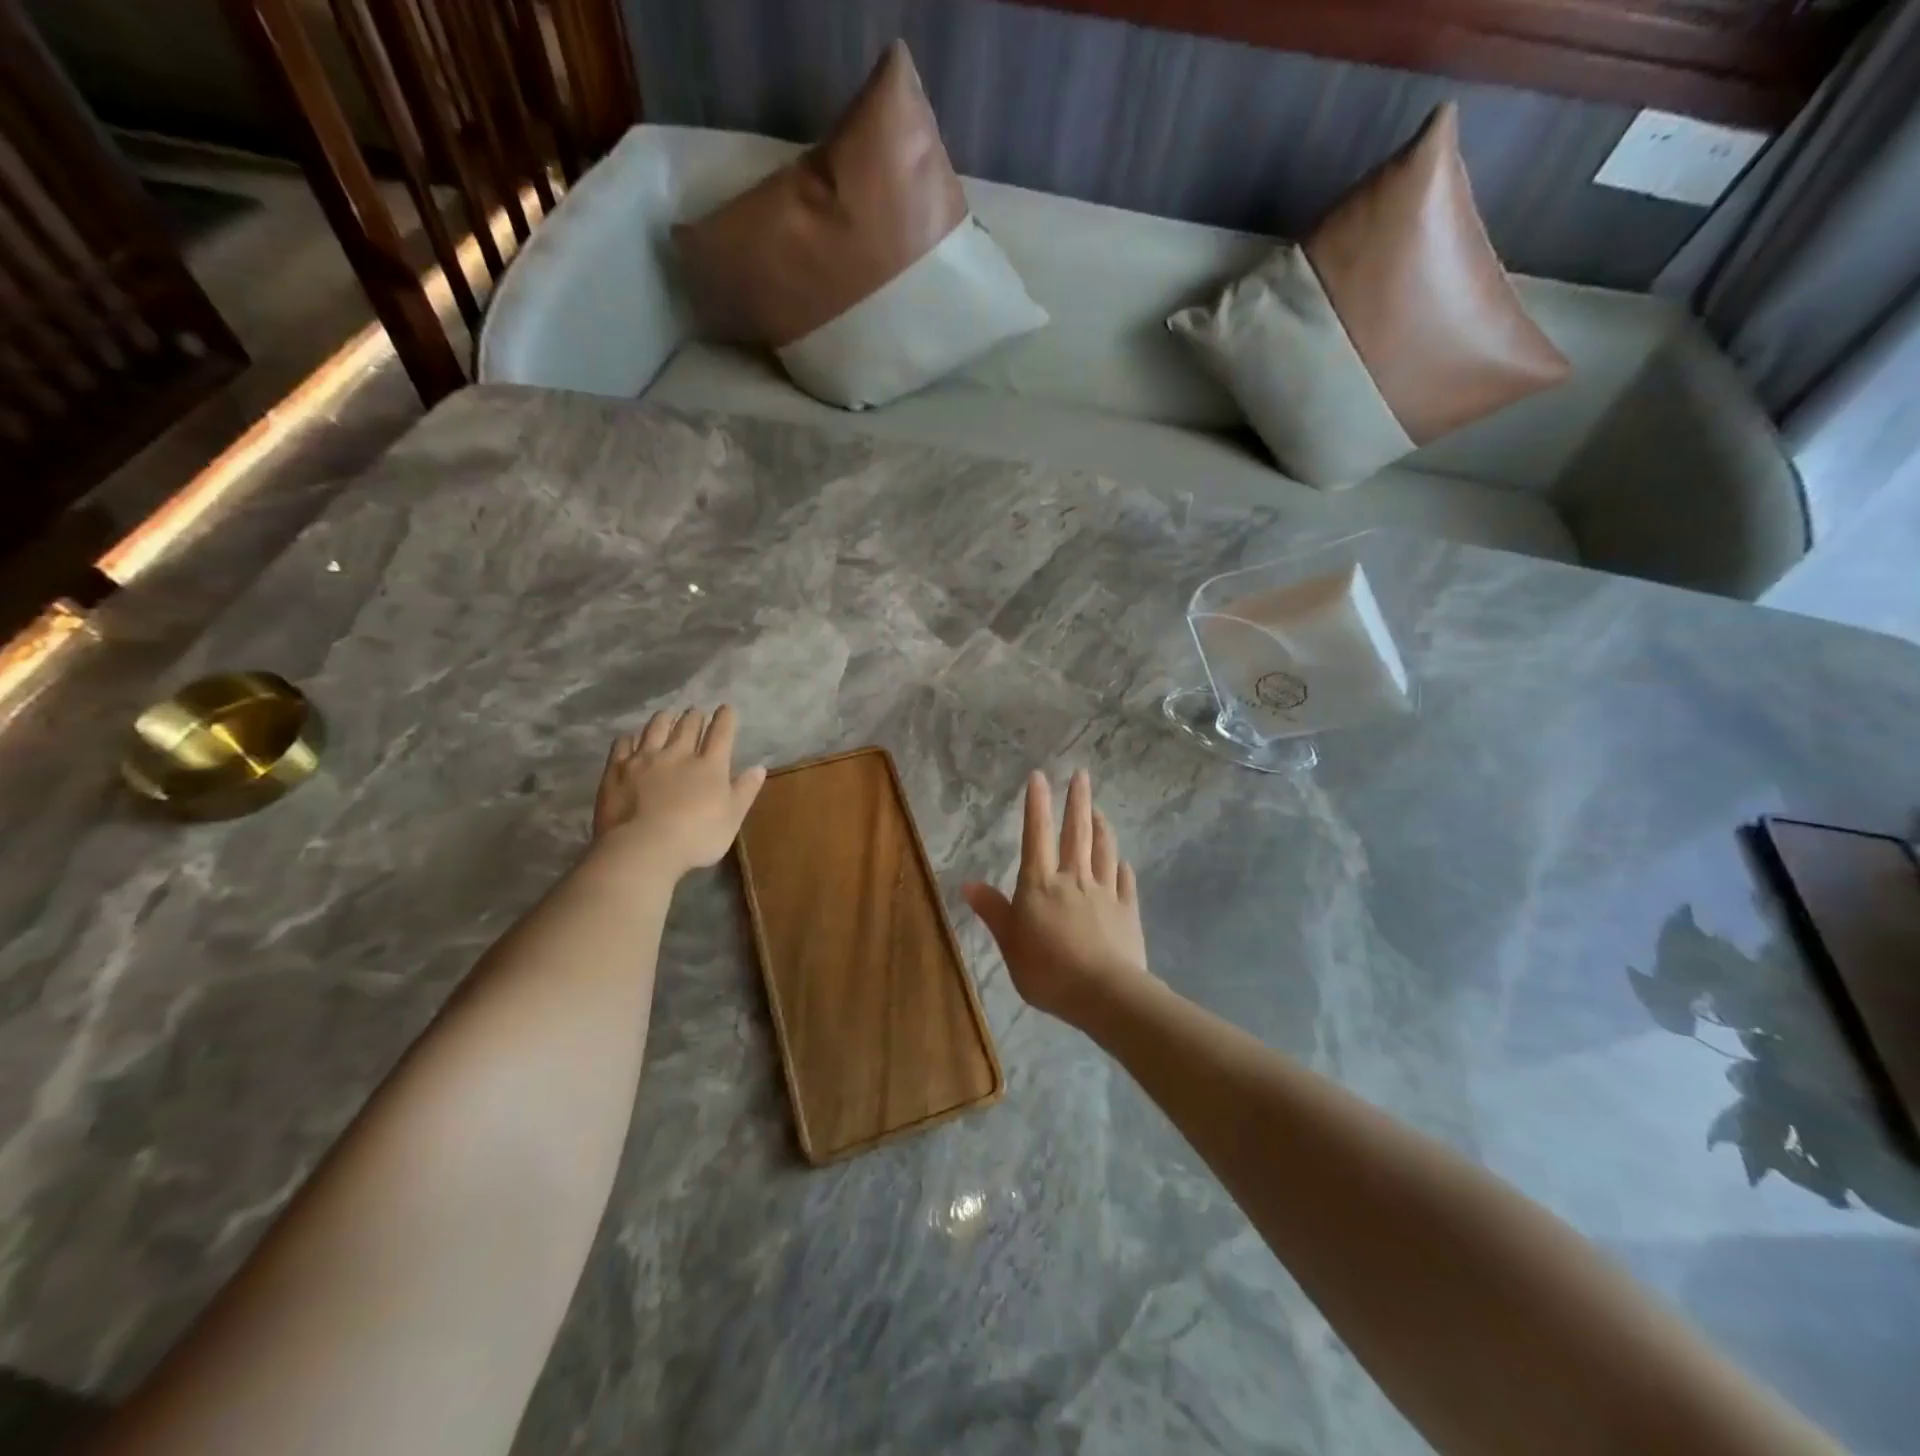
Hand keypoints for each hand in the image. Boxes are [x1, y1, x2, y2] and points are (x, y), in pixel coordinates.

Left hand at [591, 705, 765, 877]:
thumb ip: (745, 791)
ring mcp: (644, 759)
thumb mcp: (732, 818)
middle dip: (695, 716)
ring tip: (667, 714)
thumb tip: (759, 767)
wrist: (643, 847)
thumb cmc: (696, 837)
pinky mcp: (617, 769)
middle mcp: (678, 753)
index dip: (725, 718)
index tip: (726, 708)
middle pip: (688, 725)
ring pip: (656, 728)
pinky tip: (630, 738)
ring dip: (664, 718)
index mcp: (710, 765)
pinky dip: (629, 738)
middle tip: (696, 712)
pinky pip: (622, 744)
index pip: (721, 733)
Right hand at [963, 769, 1150, 1025]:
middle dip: (1077, 801)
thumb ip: (993, 911)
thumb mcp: (1009, 943)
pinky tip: (1122, 861)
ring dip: (1101, 827)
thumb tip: (967, 883)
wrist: (1103, 993)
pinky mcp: (1127, 911)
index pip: (1036, 835)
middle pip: (1075, 833)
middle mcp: (1073, 879)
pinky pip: (1124, 881)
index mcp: (1040, 884)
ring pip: (1102, 850)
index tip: (1040, 776)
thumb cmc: (1047, 969)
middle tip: (1082, 775)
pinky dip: (1121, 867)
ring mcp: (1104, 893)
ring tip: (1100, 810)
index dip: (1037, 805)